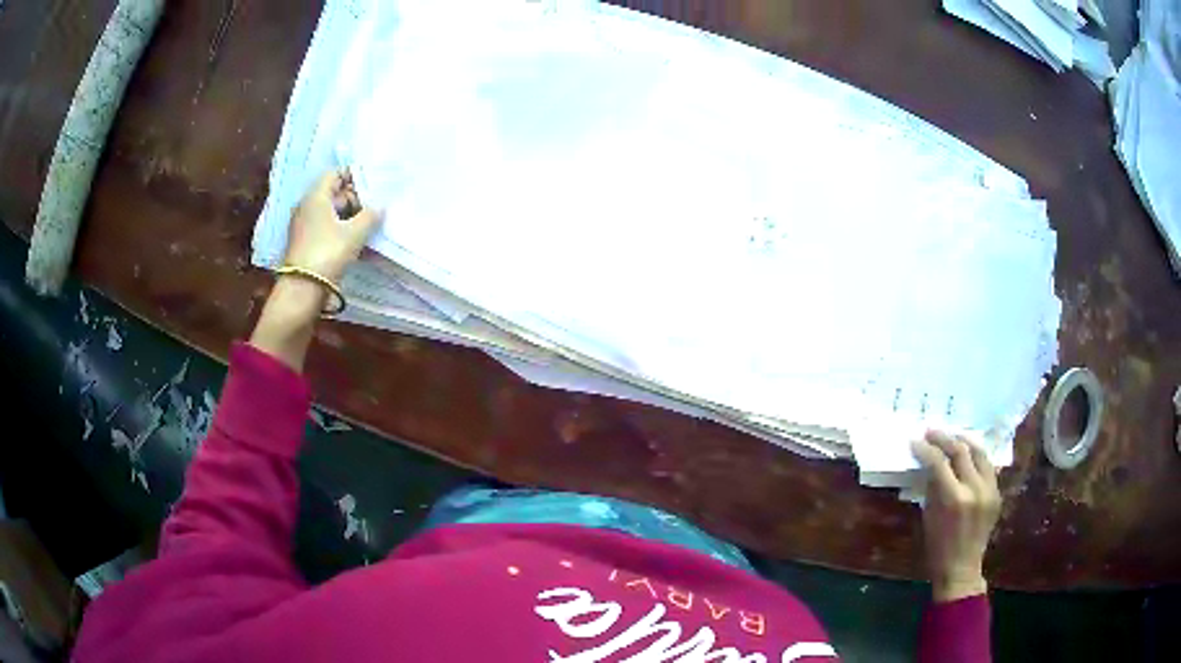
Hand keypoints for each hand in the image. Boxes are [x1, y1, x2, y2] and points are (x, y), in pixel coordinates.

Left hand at [250, 170, 380, 371]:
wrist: (303, 290)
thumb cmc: (328, 253)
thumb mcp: (355, 233)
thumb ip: (370, 215)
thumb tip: (379, 207)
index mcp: (316, 197)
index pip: (335, 174)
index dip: (354, 176)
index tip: (372, 185)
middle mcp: (307, 207)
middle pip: (333, 193)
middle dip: (354, 198)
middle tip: (374, 207)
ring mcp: (304, 226)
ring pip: (330, 212)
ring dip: (349, 216)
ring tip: (368, 225)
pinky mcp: (305, 244)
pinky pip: (325, 228)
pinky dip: (340, 230)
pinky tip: (355, 241)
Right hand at [911, 430, 1001, 602]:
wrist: (961, 568)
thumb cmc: (937, 547)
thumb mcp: (929, 516)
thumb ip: (933, 487)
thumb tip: (929, 464)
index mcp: (954, 498)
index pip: (939, 462)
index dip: (926, 449)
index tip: (915, 441)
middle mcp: (975, 489)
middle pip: (961, 451)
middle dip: (944, 439)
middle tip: (931, 431)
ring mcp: (989, 489)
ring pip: (979, 453)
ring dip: (964, 441)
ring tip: (952, 435)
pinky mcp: (997, 492)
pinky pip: (987, 466)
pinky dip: (976, 456)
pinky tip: (968, 453)